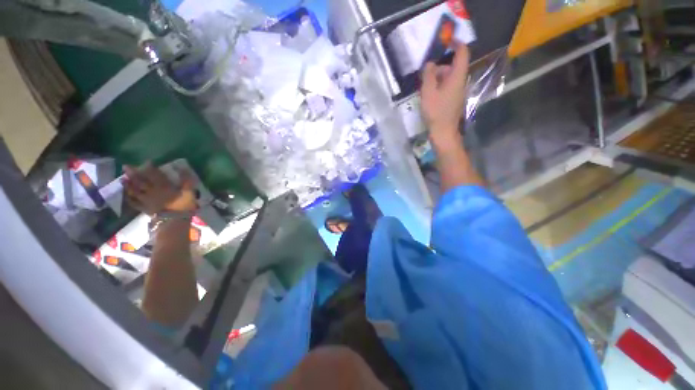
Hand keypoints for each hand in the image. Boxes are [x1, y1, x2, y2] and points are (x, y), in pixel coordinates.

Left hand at [123, 163, 197, 214]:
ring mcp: (146, 200)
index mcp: (162, 186)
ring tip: (122, 179)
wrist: (175, 221)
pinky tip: (126, 195)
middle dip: (133, 173)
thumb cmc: (183, 205)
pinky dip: (129, 198)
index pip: (154, 174)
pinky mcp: (144, 209)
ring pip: (134, 191)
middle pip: (140, 181)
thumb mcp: (189, 192)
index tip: (147, 161)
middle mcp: (151, 191)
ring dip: (128, 184)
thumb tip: (183, 169)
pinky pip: (134, 203)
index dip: (150, 167)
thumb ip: (186, 180)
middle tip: (125, 167)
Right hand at [420, 43, 469, 143]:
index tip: (446, 41)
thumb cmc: (436, 112)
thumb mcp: (428, 92)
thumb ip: (429, 75)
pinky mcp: (454, 100)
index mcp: (457, 76)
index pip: (462, 53)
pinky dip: (439, 87)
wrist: (443, 132)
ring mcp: (458, 92)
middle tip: (425, 76)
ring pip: (449, 78)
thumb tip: (430, 64)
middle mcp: (461, 82)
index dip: (456, 43)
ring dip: (437, 78)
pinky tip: (429, 96)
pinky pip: (447, 87)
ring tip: (424, 89)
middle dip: (439, 67)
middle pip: (452, 67)